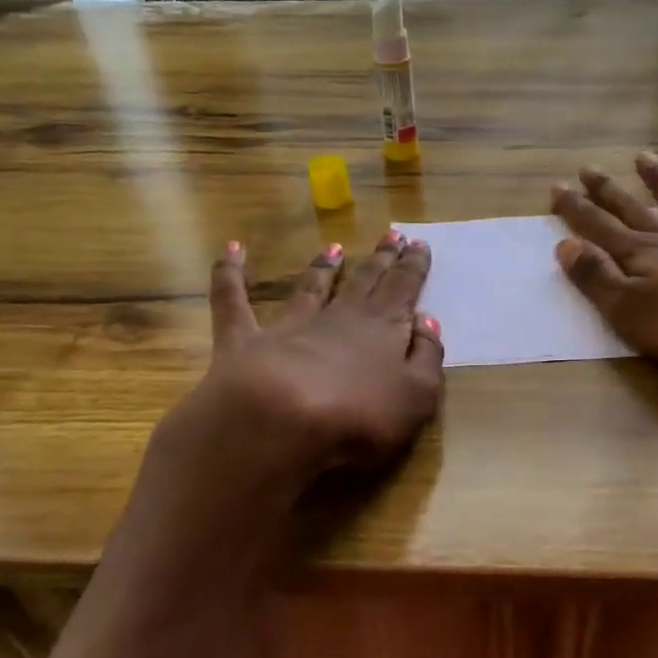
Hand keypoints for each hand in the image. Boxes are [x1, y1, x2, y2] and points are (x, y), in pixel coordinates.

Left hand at [169, 231, 444, 488]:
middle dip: (380, 259)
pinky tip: (232, 249)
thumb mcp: (418, 395)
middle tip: (390, 235)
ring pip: (310, 287)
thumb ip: (427, 357)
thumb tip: (427, 322)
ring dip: (322, 267)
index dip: (413, 266)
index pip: (403, 288)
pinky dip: (230, 273)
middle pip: (364, 280)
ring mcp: (290, 326)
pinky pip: (234, 299)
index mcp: (384, 329)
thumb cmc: (361, 416)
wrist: (281, 422)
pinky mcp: (245, 340)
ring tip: (332, 247)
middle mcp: (339, 318)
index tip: (418, 243)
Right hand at [550, 155, 657, 365]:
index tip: (556, 187)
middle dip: (607, 193)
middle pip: (634, 211)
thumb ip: (597, 279)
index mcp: (641, 257)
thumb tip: (565, 245)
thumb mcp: (632, 312)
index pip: (599, 230)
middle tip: (587, 168)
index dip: (576, 211)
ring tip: (644, 156)